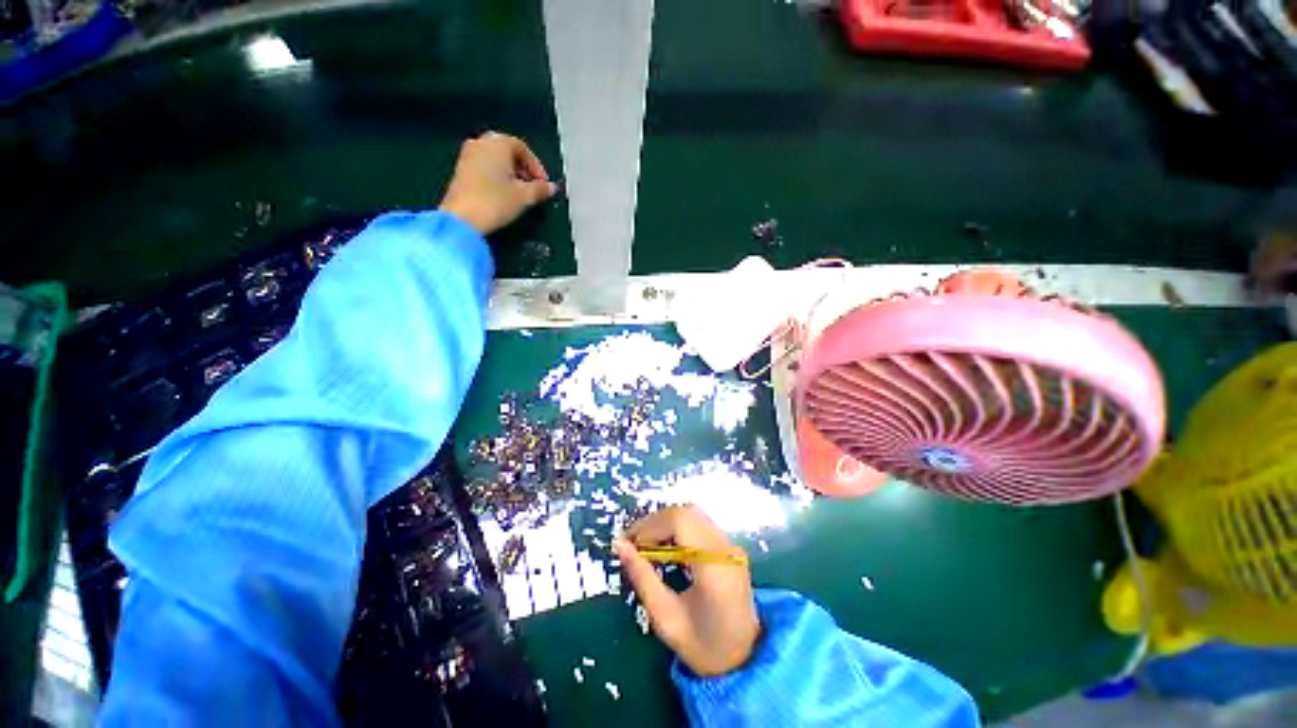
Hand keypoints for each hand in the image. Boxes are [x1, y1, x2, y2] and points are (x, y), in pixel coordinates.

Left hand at [437, 131, 557, 234]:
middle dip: (523, 168)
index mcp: (498, 143)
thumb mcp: (524, 197)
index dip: (536, 166)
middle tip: (533, 187)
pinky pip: (485, 166)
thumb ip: (540, 189)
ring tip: (520, 193)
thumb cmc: (495, 202)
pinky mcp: (461, 169)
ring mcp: (468, 155)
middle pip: (508, 151)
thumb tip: (551, 187)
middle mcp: (481, 142)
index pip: (523, 148)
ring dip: (510, 173)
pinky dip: (497, 176)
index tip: (544, 184)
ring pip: (496, 159)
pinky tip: (503, 194)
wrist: (462, 218)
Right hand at [614, 506, 759, 677]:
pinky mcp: (730, 546)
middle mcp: (726, 548)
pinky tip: (666, 547)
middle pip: (686, 513)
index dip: (651, 525)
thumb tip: (620, 545)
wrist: (745, 659)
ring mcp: (731, 545)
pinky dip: (678, 528)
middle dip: (655, 523)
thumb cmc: (703, 646)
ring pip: (692, 514)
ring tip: (647, 545)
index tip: (629, 543)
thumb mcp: (665, 618)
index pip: (680, 521)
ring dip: (665, 523)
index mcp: (713, 567)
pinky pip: (699, 523)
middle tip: (634, 543)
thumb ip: (642, 578)